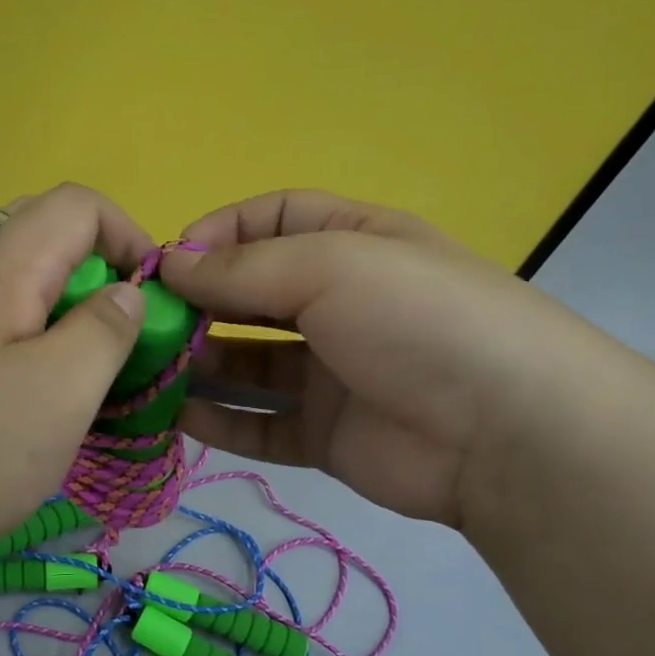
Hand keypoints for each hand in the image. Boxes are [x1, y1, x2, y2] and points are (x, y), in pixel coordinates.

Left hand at [0, 184, 152, 573]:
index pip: (78, 205)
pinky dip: (36, 338)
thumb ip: (105, 329)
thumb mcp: (62, 389)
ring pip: (22, 281)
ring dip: (69, 310)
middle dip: (100, 272)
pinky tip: (40, 395)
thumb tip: (126, 293)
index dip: (130, 235)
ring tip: (90, 369)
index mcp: (3, 267)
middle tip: (123, 332)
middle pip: (47, 234)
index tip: (155, 296)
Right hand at [159, 190, 597, 528]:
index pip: (272, 220)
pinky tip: (177, 419)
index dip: (219, 233)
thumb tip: (170, 266)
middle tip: (148, 323)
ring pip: (249, 364)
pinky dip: (220, 422)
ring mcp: (332, 374)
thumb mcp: (331, 266)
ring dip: (200, 365)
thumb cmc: (417, 319)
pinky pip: (261, 425)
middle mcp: (340, 305)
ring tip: (150, 372)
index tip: (170, 261)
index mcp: (353, 244)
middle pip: (252, 295)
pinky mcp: (325, 435)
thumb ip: (244, 269)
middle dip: (200, 304)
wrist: (506, 432)